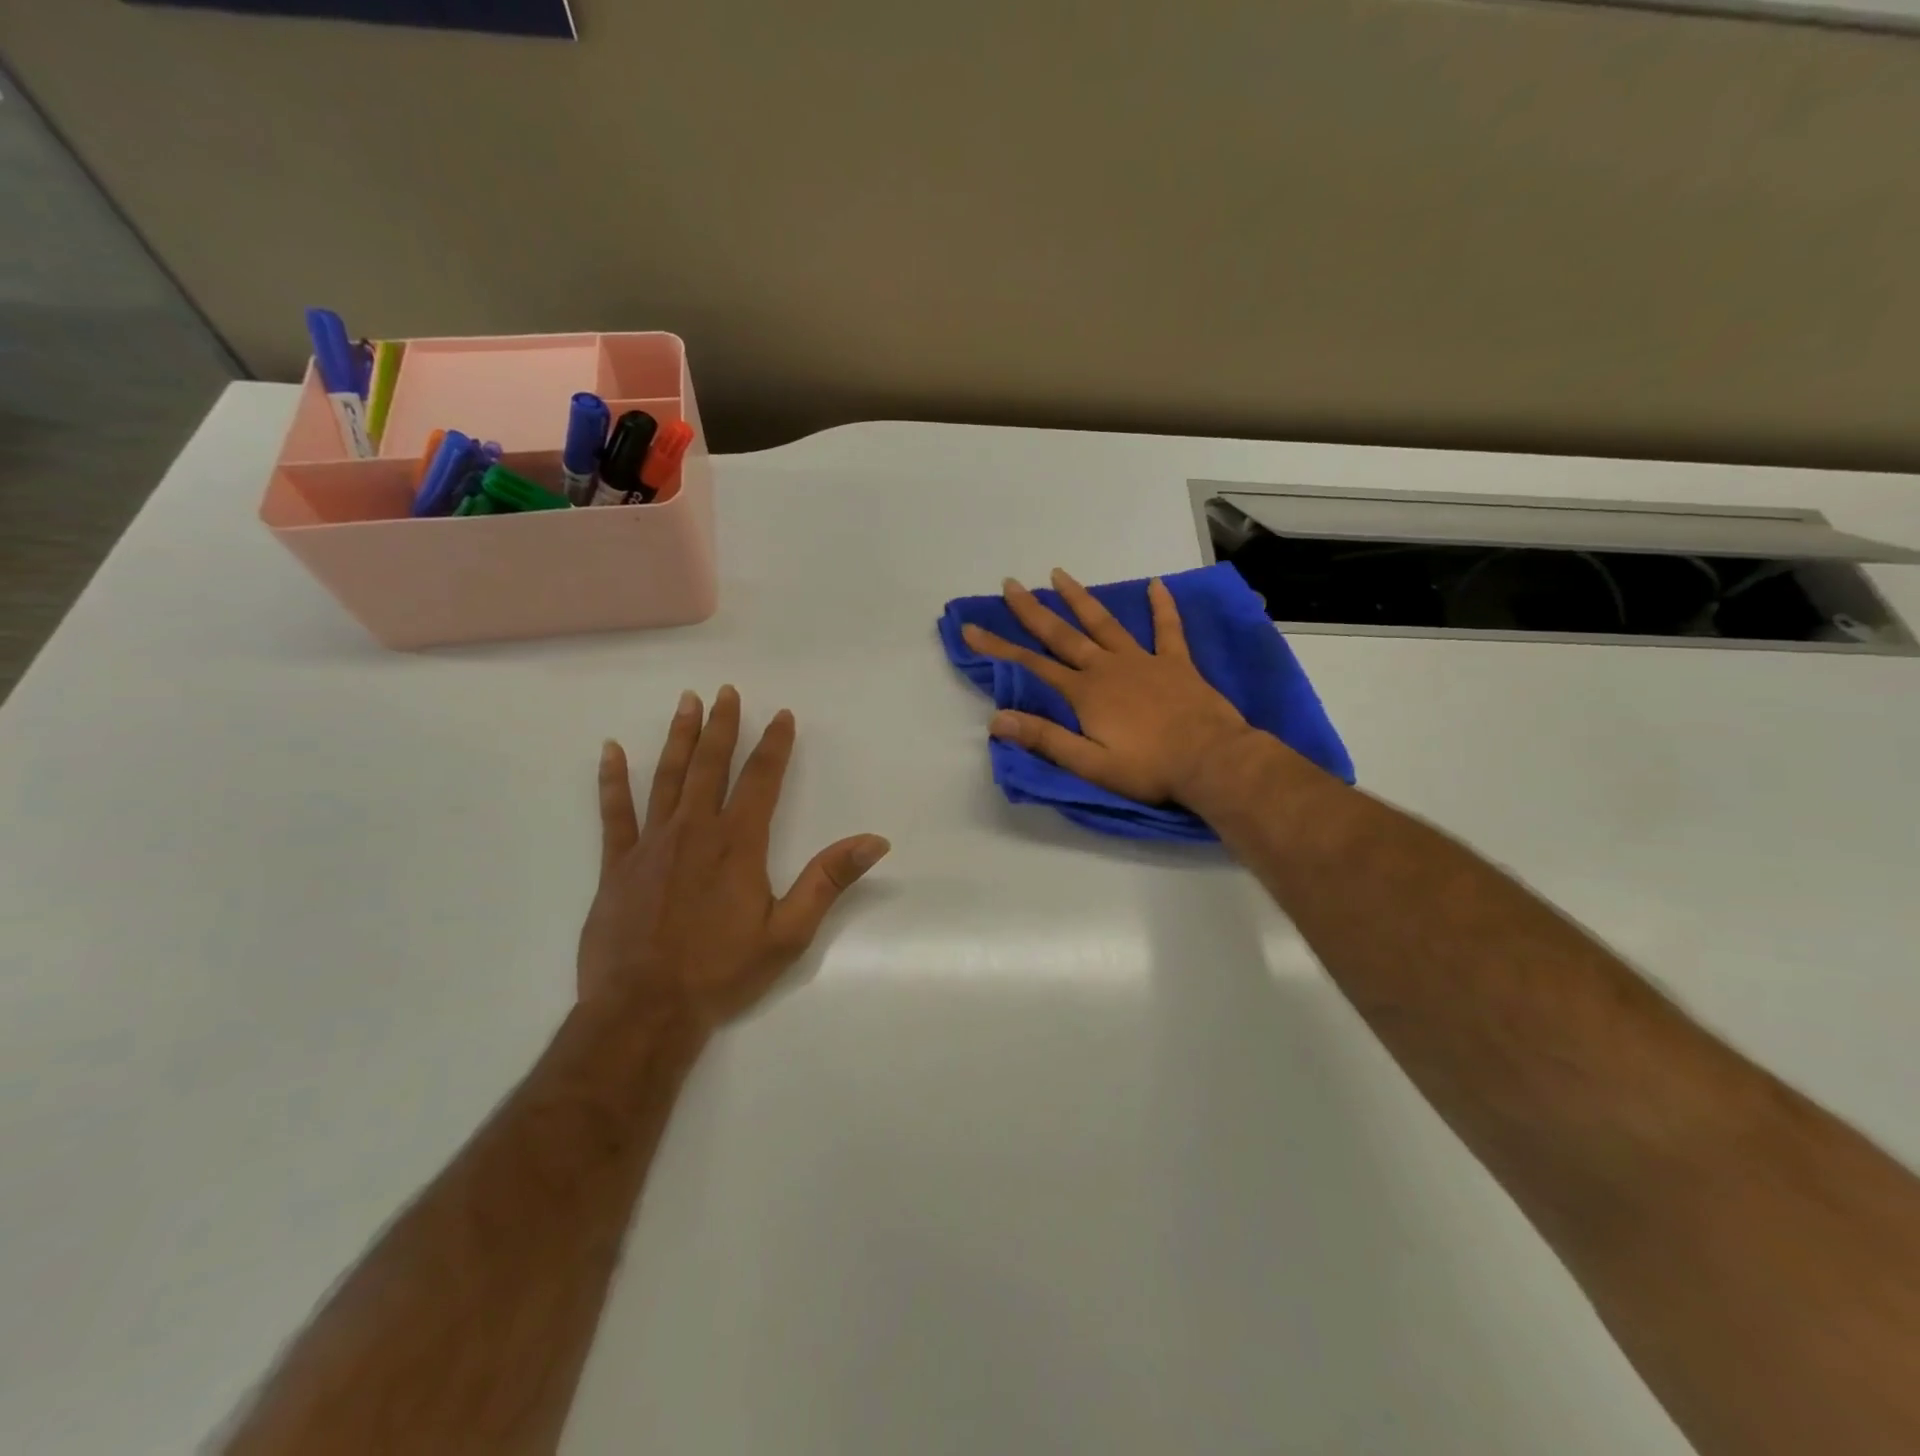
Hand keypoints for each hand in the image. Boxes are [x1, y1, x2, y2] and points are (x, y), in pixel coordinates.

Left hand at [578, 686, 890, 1030]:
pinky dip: (612, 780)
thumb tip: (875, 841)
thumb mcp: (789, 932)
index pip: (761, 779)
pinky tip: (609, 751)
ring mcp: (651, 844)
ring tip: (686, 703)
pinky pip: (614, 812)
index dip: (774, 744)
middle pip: (710, 765)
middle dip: (722, 726)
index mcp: (738, 843)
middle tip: (727, 691)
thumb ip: (828, 880)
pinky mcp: (617, 864)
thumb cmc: (722, 971)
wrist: (644, 1009)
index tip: (781, 715)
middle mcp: (694, 830)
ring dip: (678, 737)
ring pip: (666, 777)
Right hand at [961, 569, 1255, 806]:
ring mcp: (1143, 661)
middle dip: (1032, 611)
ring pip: (1104, 623)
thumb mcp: (1090, 764)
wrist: (1211, 761)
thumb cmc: (1148, 768)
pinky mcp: (1176, 663)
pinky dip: (1162, 606)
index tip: (971, 629)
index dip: (998, 648)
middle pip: (1062, 635)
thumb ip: (1045, 739)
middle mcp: (1107, 668)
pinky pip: (1167, 628)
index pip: (1031, 666)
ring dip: (1080, 599)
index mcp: (1084, 693)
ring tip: (1059, 574)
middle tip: (1010, 584)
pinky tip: (1155, 585)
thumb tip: (996, 720)